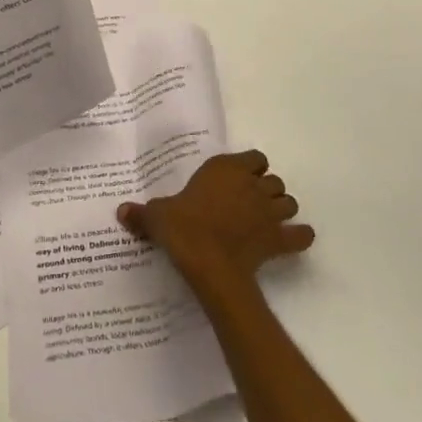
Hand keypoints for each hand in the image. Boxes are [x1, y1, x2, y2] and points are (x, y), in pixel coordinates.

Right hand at [119, 150, 312, 292]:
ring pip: (289, 202)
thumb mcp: (157, 216)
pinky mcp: (279, 239)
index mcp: (226, 169)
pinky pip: (300, 234)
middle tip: (248, 203)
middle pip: (273, 180)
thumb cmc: (183, 229)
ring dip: (281, 209)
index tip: (236, 180)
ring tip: (267, 220)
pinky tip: (292, 240)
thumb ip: (142, 212)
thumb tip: (121, 211)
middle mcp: (252, 185)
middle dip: (265, 189)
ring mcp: (269, 212)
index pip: (253, 158)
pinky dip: (299, 236)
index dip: (249, 167)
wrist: (209, 263)